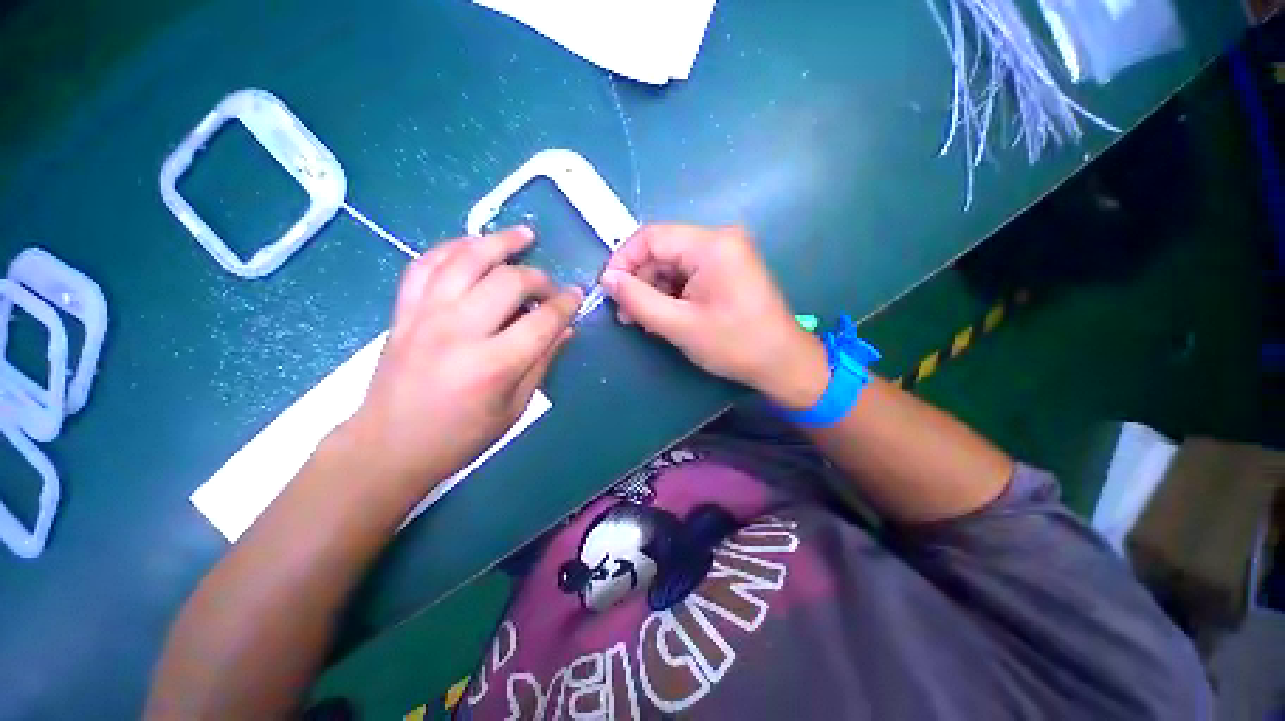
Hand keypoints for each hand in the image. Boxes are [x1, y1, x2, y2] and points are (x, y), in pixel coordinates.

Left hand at [337, 227, 581, 491]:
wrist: (388, 446)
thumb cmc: (460, 437)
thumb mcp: (514, 408)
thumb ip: (541, 363)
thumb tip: (565, 330)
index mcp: (493, 365)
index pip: (543, 320)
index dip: (566, 304)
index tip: (577, 296)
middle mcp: (459, 331)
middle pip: (509, 281)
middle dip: (539, 278)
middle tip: (550, 288)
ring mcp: (425, 315)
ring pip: (466, 258)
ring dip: (499, 241)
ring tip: (523, 235)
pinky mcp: (403, 311)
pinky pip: (426, 263)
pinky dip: (452, 247)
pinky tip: (472, 244)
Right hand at [601, 225, 827, 408]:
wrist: (783, 363)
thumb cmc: (734, 344)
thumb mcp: (679, 325)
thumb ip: (638, 300)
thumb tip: (608, 280)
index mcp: (712, 245)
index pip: (651, 237)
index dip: (623, 260)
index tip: (609, 289)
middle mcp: (720, 240)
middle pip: (662, 251)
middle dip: (640, 282)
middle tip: (627, 315)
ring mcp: (727, 254)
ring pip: (673, 265)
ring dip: (654, 291)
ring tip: (645, 322)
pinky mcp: (728, 270)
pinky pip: (689, 275)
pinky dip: (672, 294)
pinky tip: (666, 317)